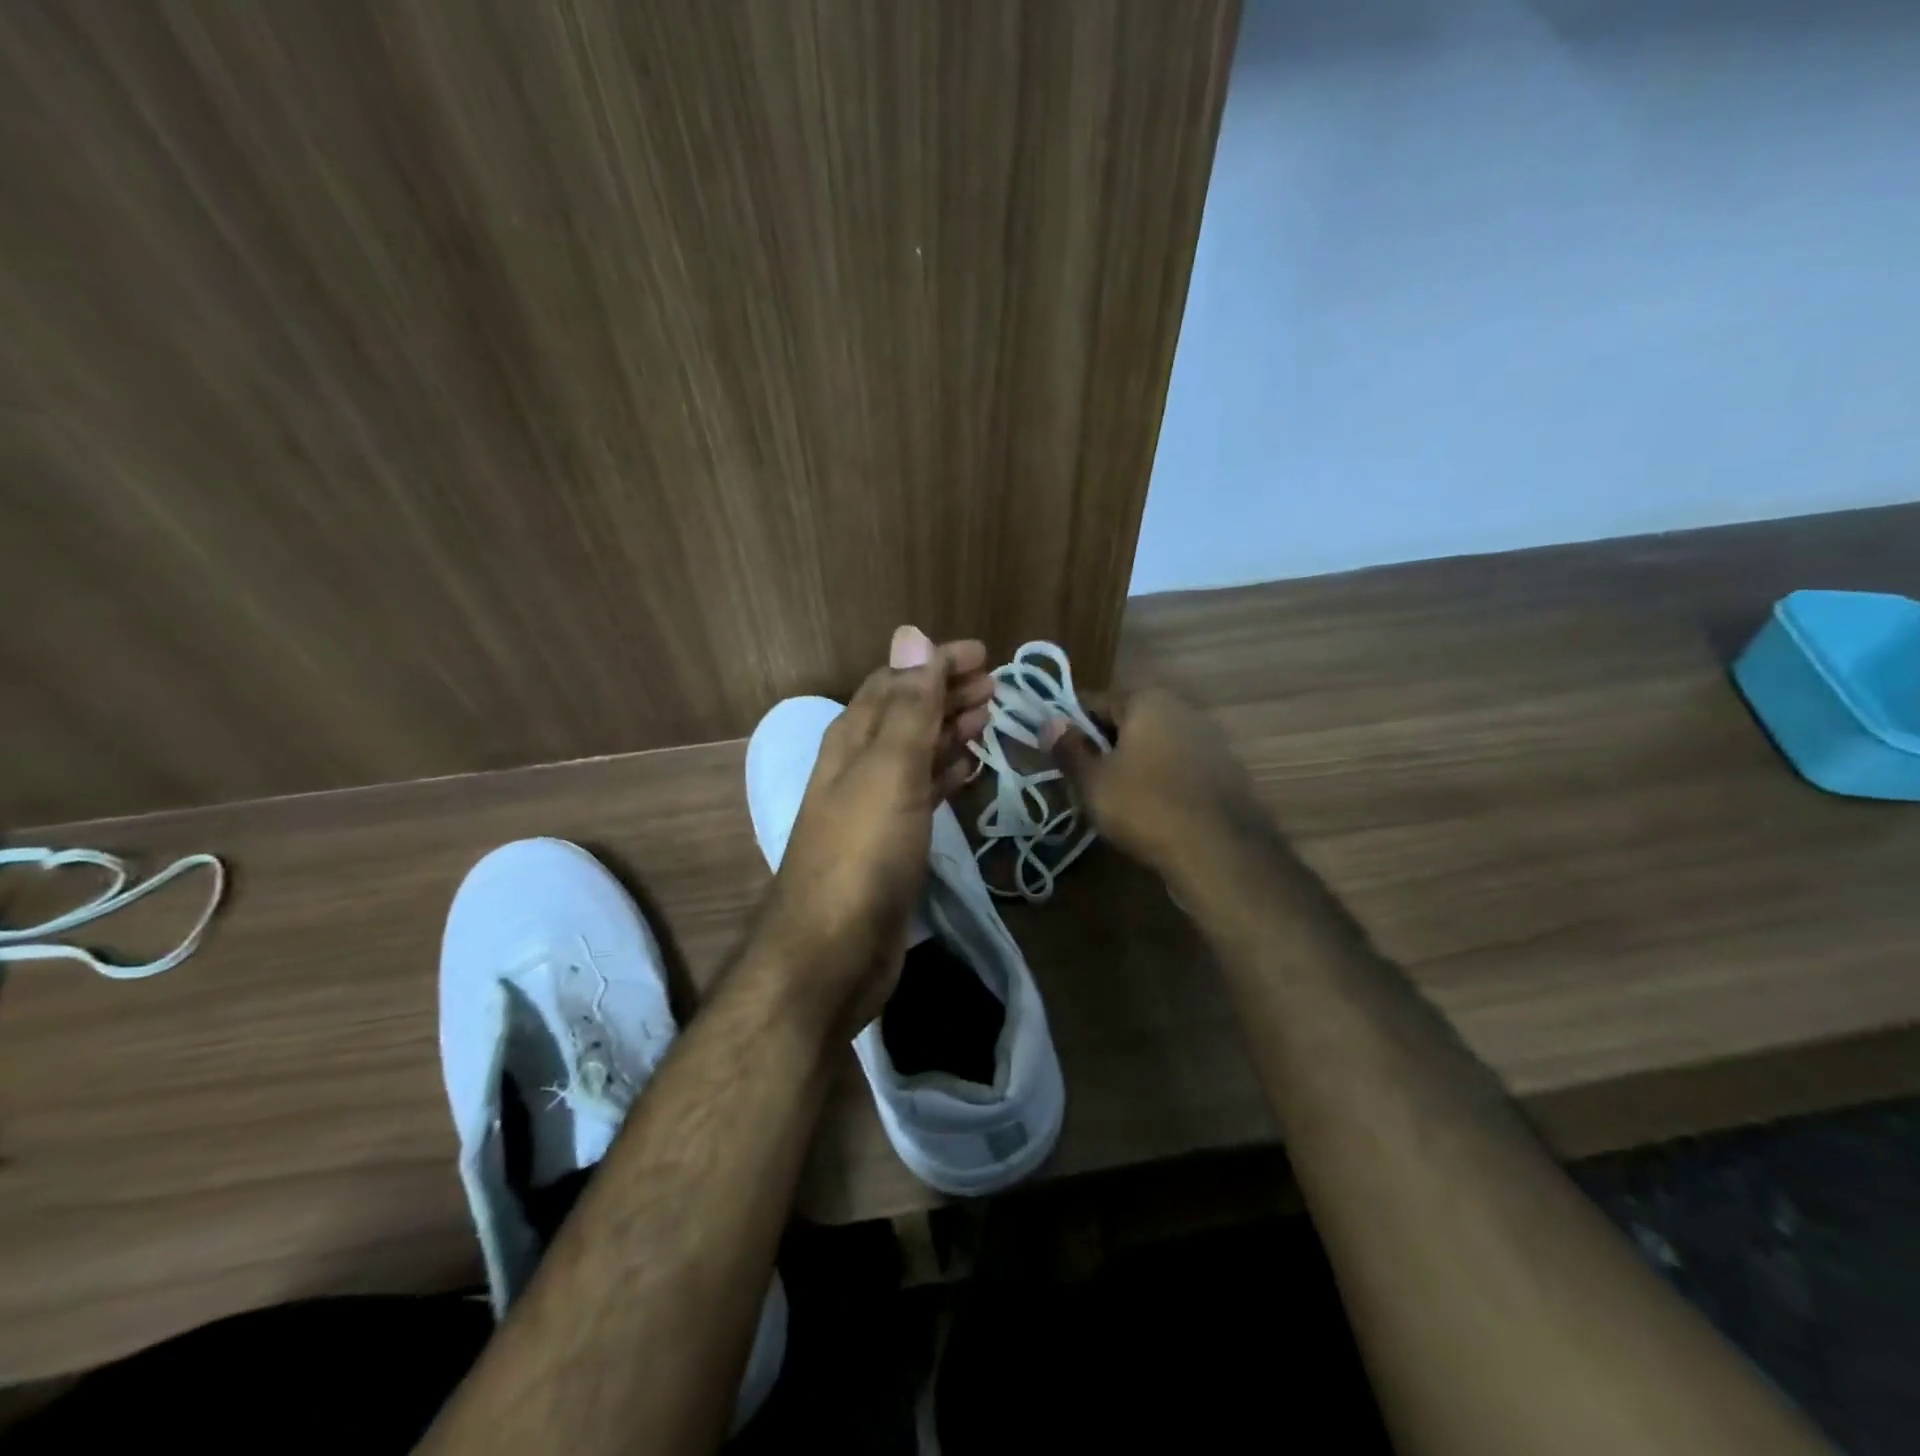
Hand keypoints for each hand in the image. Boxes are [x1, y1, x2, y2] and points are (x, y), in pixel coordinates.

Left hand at [754, 626, 991, 1037]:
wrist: (833, 951)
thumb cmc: (864, 852)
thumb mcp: (889, 769)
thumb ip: (907, 706)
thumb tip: (911, 635)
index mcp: (852, 739)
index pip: (895, 682)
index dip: (935, 663)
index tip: (983, 655)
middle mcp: (858, 766)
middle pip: (906, 714)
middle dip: (947, 693)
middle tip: (996, 687)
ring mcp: (873, 806)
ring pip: (916, 753)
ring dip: (949, 731)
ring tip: (987, 719)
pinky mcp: (890, 844)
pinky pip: (921, 793)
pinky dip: (944, 775)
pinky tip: (966, 772)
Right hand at [1043, 689, 1264, 880]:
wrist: (1219, 851)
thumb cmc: (1145, 806)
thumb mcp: (1092, 781)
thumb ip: (1068, 749)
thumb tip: (1049, 723)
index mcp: (1148, 700)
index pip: (1095, 702)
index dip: (1072, 728)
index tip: (1060, 756)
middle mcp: (1182, 709)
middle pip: (1128, 722)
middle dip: (1104, 747)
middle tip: (1084, 781)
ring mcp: (1210, 740)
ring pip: (1155, 746)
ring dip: (1133, 765)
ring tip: (1115, 800)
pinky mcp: (1226, 772)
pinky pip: (1179, 768)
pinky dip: (1161, 782)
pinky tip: (1151, 811)